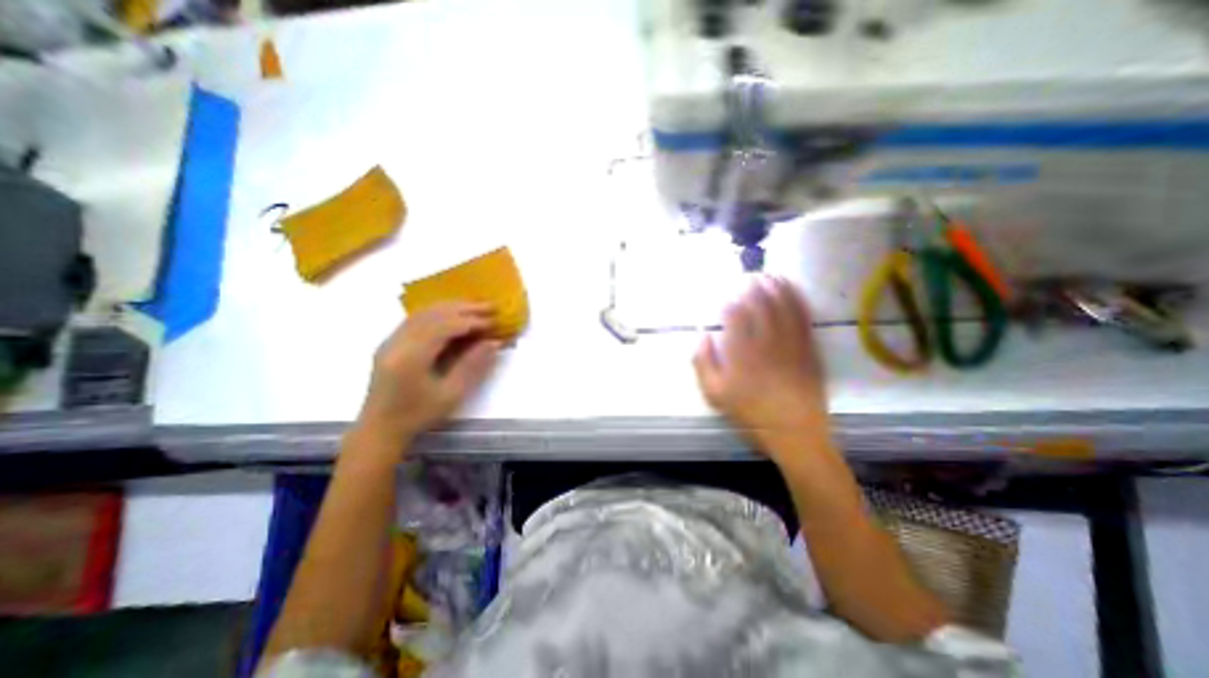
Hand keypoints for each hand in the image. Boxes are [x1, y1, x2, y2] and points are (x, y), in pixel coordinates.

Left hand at [355, 302, 501, 450]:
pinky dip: (438, 312)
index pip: (445, 327)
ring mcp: (391, 340)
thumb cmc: (418, 415)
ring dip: (451, 307)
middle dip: (464, 308)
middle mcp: (397, 342)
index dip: (472, 321)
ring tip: (475, 306)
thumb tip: (494, 342)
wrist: (380, 428)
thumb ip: (473, 366)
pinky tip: (452, 314)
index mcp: (411, 357)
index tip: (494, 322)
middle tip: (490, 306)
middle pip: (434, 314)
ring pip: (423, 313)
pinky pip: (416, 319)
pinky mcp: (390, 343)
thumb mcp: (451, 394)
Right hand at [689, 275, 832, 456]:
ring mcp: (790, 344)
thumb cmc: (750, 414)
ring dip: (777, 288)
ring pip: (783, 308)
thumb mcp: (715, 394)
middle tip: (750, 275)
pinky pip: (804, 319)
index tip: (727, 295)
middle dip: (754, 288)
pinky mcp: (809, 349)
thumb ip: (703, 363)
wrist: (794, 432)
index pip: (734, 317)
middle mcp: (765, 343)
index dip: (731, 303)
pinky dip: (798, 301)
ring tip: (771, 274)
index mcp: (740, 353)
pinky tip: (794, 290)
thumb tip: (703, 336)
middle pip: (760, 307)